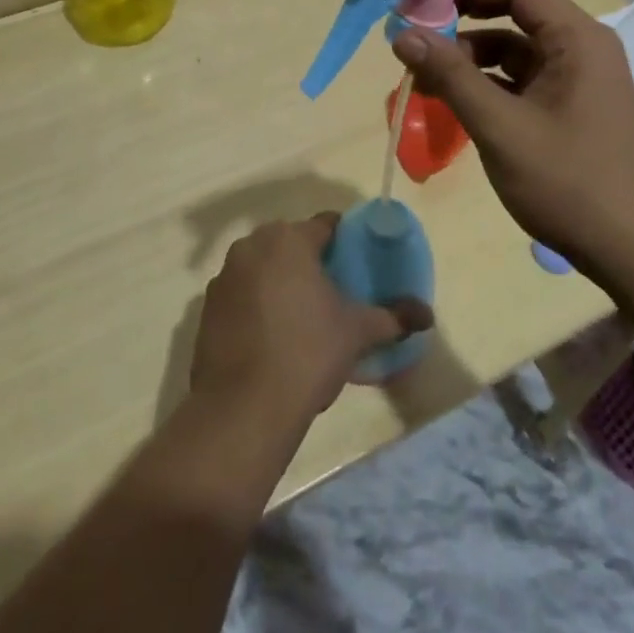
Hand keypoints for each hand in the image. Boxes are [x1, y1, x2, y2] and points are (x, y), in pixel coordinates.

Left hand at [190, 213, 433, 425]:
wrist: (243, 407)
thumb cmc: (308, 353)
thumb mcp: (357, 332)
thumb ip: (394, 317)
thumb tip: (426, 315)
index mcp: (290, 239)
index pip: (326, 225)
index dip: (346, 241)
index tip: (358, 264)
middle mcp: (252, 245)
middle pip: (291, 242)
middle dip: (311, 261)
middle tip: (334, 292)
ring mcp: (224, 275)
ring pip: (263, 266)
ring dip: (281, 281)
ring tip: (303, 317)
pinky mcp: (207, 307)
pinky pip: (242, 293)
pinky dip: (256, 304)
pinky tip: (272, 337)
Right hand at [390, 0, 633, 281]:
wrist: (631, 251)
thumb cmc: (567, 182)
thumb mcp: (499, 127)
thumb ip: (450, 76)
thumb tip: (403, 33)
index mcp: (577, 39)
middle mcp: (584, 49)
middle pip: (517, 16)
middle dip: (464, 23)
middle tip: (417, 37)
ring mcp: (582, 80)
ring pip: (517, 51)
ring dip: (473, 59)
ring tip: (428, 79)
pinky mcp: (575, 108)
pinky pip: (526, 80)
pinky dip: (491, 84)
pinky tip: (458, 103)